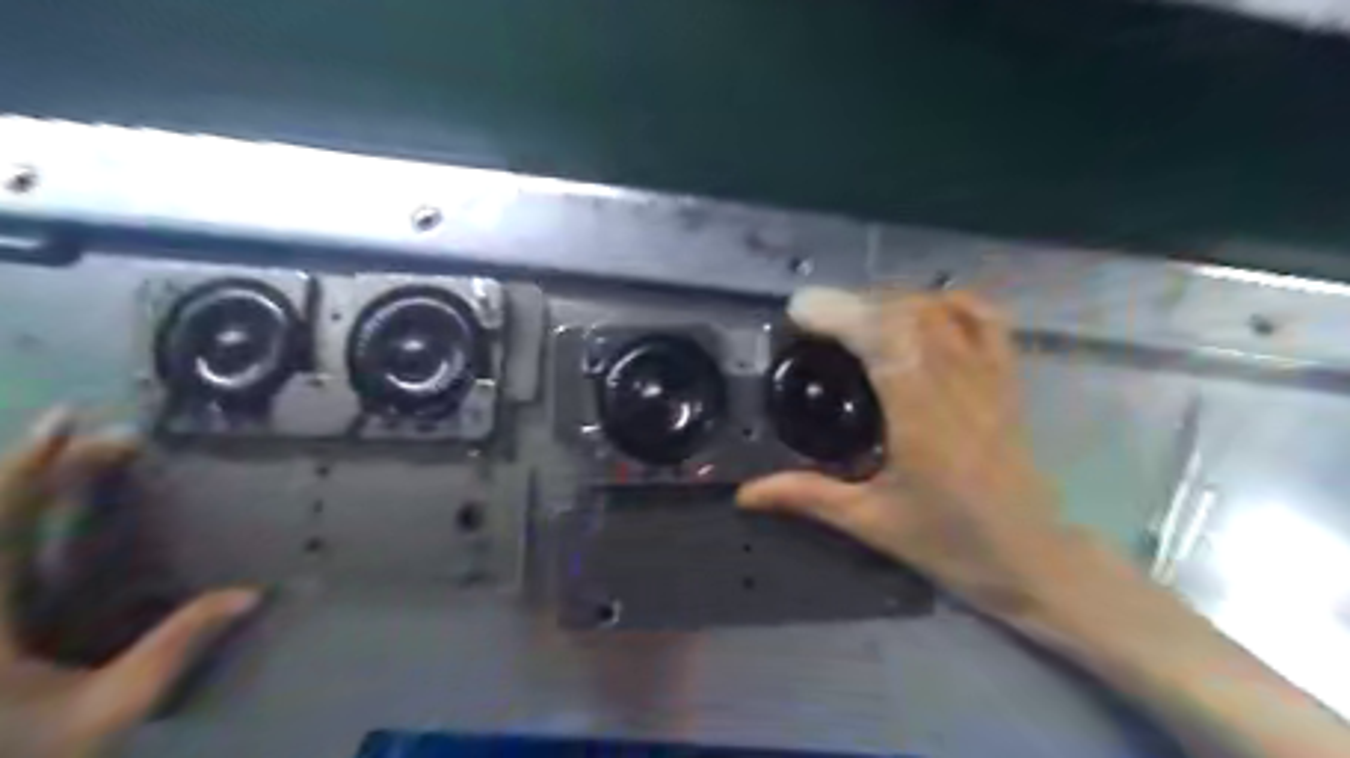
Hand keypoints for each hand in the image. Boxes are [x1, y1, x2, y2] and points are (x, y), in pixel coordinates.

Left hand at [0, 412, 256, 757]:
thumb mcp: (107, 711)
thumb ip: (175, 648)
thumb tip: (250, 594)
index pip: (0, 521)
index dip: (33, 465)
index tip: (76, 419)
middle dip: (44, 466)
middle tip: (113, 440)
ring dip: (23, 488)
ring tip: (75, 455)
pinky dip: (14, 520)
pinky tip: (44, 509)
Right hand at [736, 286, 1076, 614]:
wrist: (1033, 560)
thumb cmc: (950, 545)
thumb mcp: (872, 522)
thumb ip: (808, 497)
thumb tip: (745, 493)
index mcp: (923, 423)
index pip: (885, 346)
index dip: (843, 316)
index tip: (802, 310)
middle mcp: (959, 389)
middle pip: (909, 318)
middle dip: (857, 305)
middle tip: (817, 316)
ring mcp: (989, 380)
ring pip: (943, 315)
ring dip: (893, 301)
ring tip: (858, 313)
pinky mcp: (1008, 381)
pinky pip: (988, 322)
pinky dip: (951, 302)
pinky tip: (921, 307)